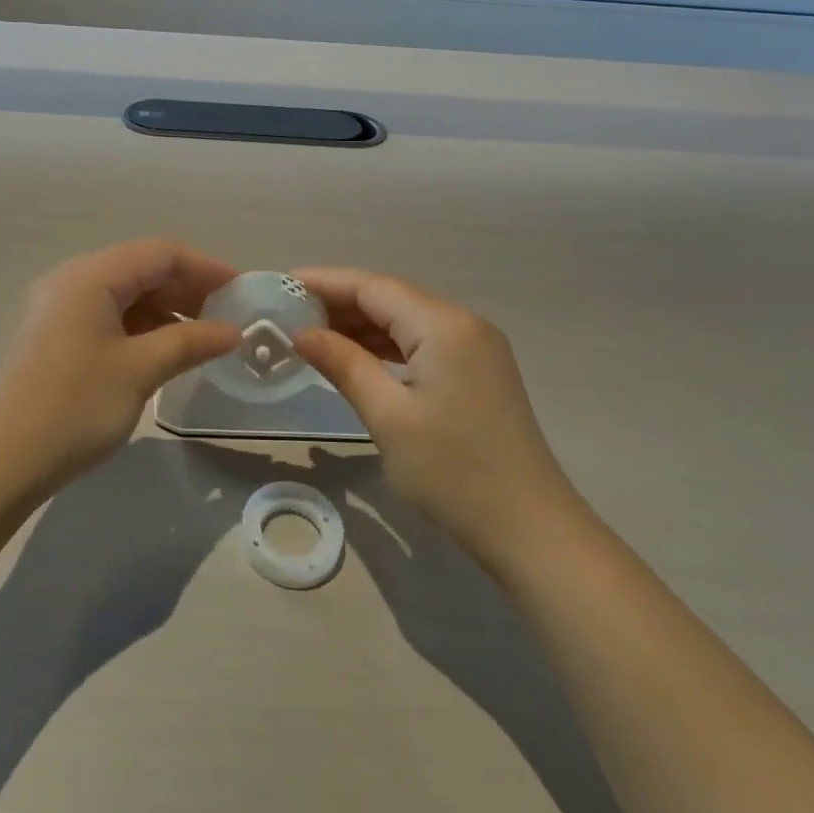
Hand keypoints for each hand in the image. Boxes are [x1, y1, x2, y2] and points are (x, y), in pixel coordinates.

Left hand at [0, 240, 240, 500]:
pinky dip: (141, 328)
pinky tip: (164, 352)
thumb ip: (190, 342)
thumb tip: (233, 332)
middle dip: (187, 289)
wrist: (0, 462)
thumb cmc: (75, 407)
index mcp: (91, 276)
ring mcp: (59, 309)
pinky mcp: (54, 337)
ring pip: (125, 295)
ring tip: (202, 339)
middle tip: (226, 318)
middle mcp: (72, 280)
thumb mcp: (140, 370)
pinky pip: (108, 317)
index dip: (206, 268)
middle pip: (141, 269)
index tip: (242, 292)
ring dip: (166, 311)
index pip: (161, 253)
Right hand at [291, 267, 584, 561]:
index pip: (373, 287)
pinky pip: (423, 342)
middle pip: (391, 298)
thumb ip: (344, 364)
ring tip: (313, 334)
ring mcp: (476, 347)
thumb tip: (300, 333)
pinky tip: (357, 356)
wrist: (531, 530)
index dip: (325, 282)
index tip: (282, 284)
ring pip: (407, 320)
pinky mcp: (479, 371)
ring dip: (362, 324)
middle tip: (289, 313)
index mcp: (443, 325)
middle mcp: (463, 323)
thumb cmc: (453, 473)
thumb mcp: (388, 417)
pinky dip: (387, 345)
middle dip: (341, 302)